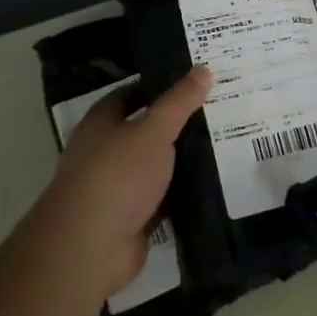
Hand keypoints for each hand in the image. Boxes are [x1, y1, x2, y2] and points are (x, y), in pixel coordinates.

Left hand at [39, 66, 211, 299]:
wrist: (91, 247)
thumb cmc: (117, 175)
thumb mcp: (154, 130)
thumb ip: (179, 102)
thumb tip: (203, 69)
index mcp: (101, 124)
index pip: (130, 95)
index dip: (159, 87)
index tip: (194, 82)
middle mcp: (105, 153)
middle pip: (145, 132)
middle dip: (178, 125)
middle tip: (218, 111)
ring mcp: (118, 189)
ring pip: (156, 168)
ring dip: (182, 162)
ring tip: (225, 145)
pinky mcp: (132, 220)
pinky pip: (163, 200)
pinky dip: (183, 195)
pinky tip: (214, 185)